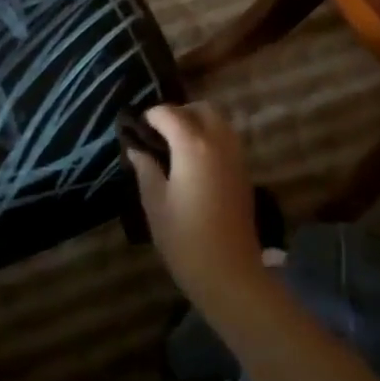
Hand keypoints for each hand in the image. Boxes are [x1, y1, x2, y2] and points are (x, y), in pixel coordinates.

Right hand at [126, 103, 267, 298]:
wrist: (228, 271)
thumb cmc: (183, 237)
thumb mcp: (155, 201)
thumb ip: (145, 168)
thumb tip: (136, 148)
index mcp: (193, 146)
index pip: (169, 114)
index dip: (150, 117)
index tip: (135, 130)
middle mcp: (219, 142)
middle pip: (201, 109)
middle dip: (178, 113)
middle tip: (157, 133)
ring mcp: (236, 156)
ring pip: (219, 122)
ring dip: (197, 123)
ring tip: (174, 145)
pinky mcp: (244, 172)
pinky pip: (227, 139)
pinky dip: (210, 138)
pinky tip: (193, 160)